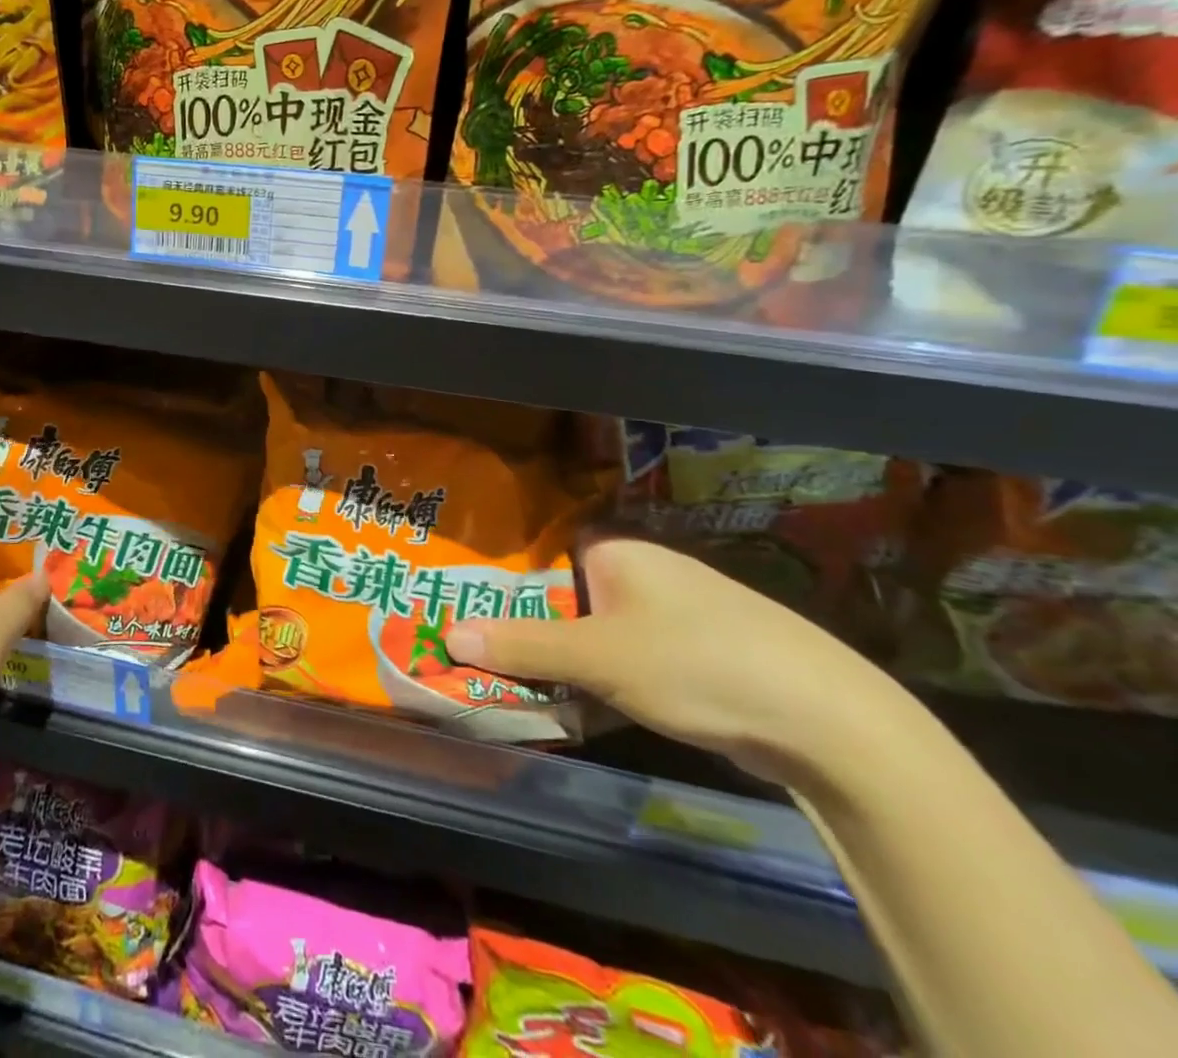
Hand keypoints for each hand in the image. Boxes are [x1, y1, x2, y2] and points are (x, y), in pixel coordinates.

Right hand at [443, 536, 916, 789]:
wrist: (832, 725)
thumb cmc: (698, 664)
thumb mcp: (598, 657)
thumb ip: (522, 646)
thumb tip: (447, 634)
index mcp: (620, 555)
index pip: (542, 562)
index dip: (503, 590)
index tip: (466, 617)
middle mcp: (647, 577)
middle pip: (566, 604)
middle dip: (528, 636)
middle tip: (481, 661)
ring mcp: (678, 620)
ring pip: (597, 640)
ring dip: (564, 667)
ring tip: (518, 692)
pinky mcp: (701, 662)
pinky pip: (631, 666)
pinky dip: (604, 687)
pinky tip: (580, 713)